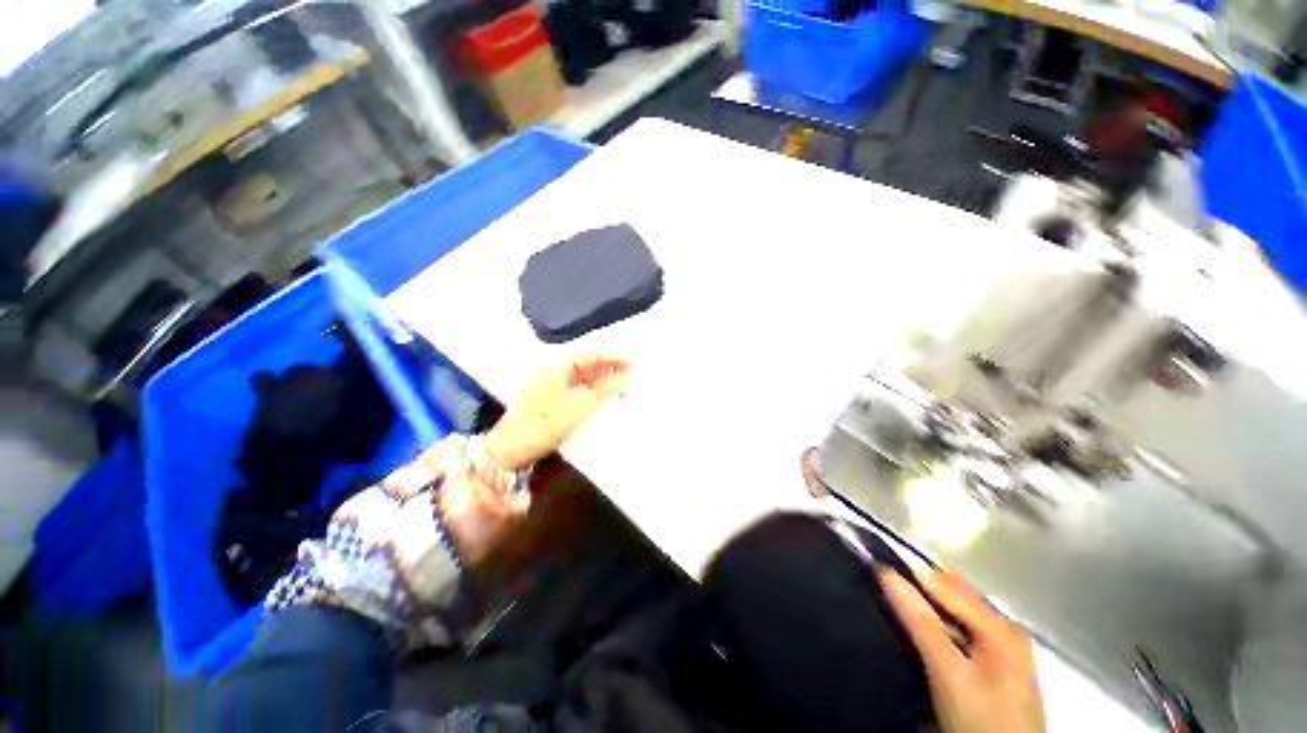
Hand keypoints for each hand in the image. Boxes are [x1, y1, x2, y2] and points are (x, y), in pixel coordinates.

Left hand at [483, 354, 628, 470]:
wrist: (509, 450)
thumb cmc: (544, 426)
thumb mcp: (578, 409)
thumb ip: (603, 391)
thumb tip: (625, 377)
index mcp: (555, 366)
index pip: (589, 355)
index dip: (612, 358)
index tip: (631, 361)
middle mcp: (549, 368)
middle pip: (583, 361)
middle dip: (606, 366)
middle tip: (628, 371)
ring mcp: (545, 381)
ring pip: (577, 373)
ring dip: (597, 376)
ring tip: (618, 381)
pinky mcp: (545, 394)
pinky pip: (571, 383)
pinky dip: (587, 385)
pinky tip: (598, 392)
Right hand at [880, 570, 1044, 732]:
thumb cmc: (980, 717)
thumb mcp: (947, 670)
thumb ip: (920, 621)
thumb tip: (887, 574)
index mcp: (999, 624)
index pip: (946, 583)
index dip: (909, 573)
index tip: (876, 569)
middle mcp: (1005, 629)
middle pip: (954, 595)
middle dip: (920, 589)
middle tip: (884, 587)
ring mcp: (1004, 650)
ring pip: (956, 613)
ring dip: (927, 607)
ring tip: (897, 606)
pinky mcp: (995, 670)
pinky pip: (961, 632)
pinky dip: (939, 626)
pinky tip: (923, 633)